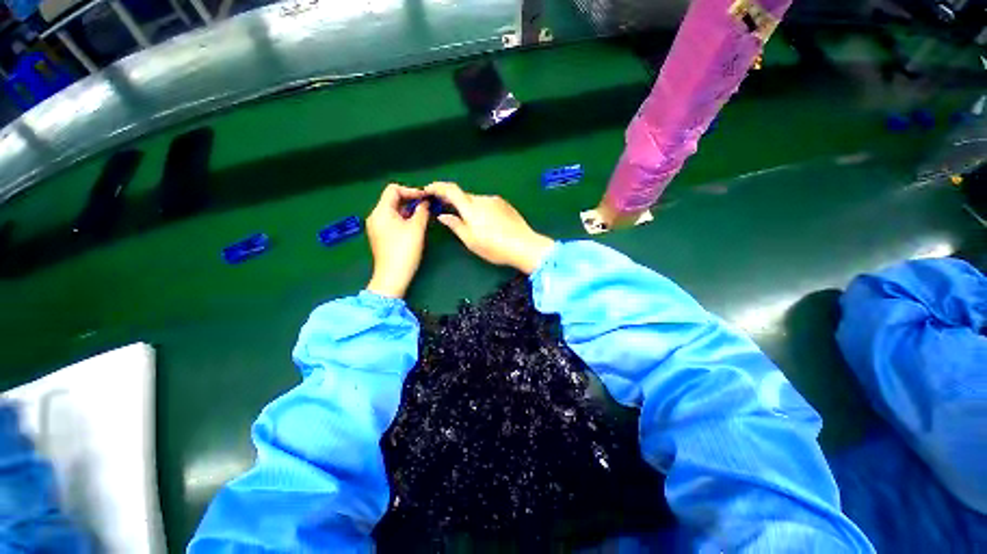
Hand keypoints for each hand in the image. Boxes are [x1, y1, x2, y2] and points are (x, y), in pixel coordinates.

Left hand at [365, 184, 429, 297]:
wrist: (393, 276)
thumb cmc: (404, 250)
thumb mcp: (416, 228)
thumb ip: (422, 211)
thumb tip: (425, 202)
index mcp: (381, 211)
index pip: (394, 190)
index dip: (411, 190)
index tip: (426, 197)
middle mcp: (375, 216)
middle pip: (392, 200)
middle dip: (410, 200)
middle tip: (427, 206)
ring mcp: (377, 227)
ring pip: (393, 211)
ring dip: (408, 210)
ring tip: (424, 215)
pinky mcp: (381, 236)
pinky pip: (392, 221)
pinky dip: (404, 219)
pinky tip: (415, 225)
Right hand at [424, 182, 553, 273]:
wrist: (525, 246)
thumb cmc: (495, 247)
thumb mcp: (471, 241)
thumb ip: (455, 225)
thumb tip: (443, 215)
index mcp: (471, 208)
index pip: (451, 190)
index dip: (438, 187)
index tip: (428, 190)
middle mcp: (483, 199)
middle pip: (464, 196)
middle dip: (453, 201)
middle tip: (446, 210)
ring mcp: (496, 201)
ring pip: (476, 201)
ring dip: (469, 207)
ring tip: (470, 223)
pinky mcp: (505, 205)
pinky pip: (488, 203)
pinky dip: (481, 209)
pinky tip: (486, 223)